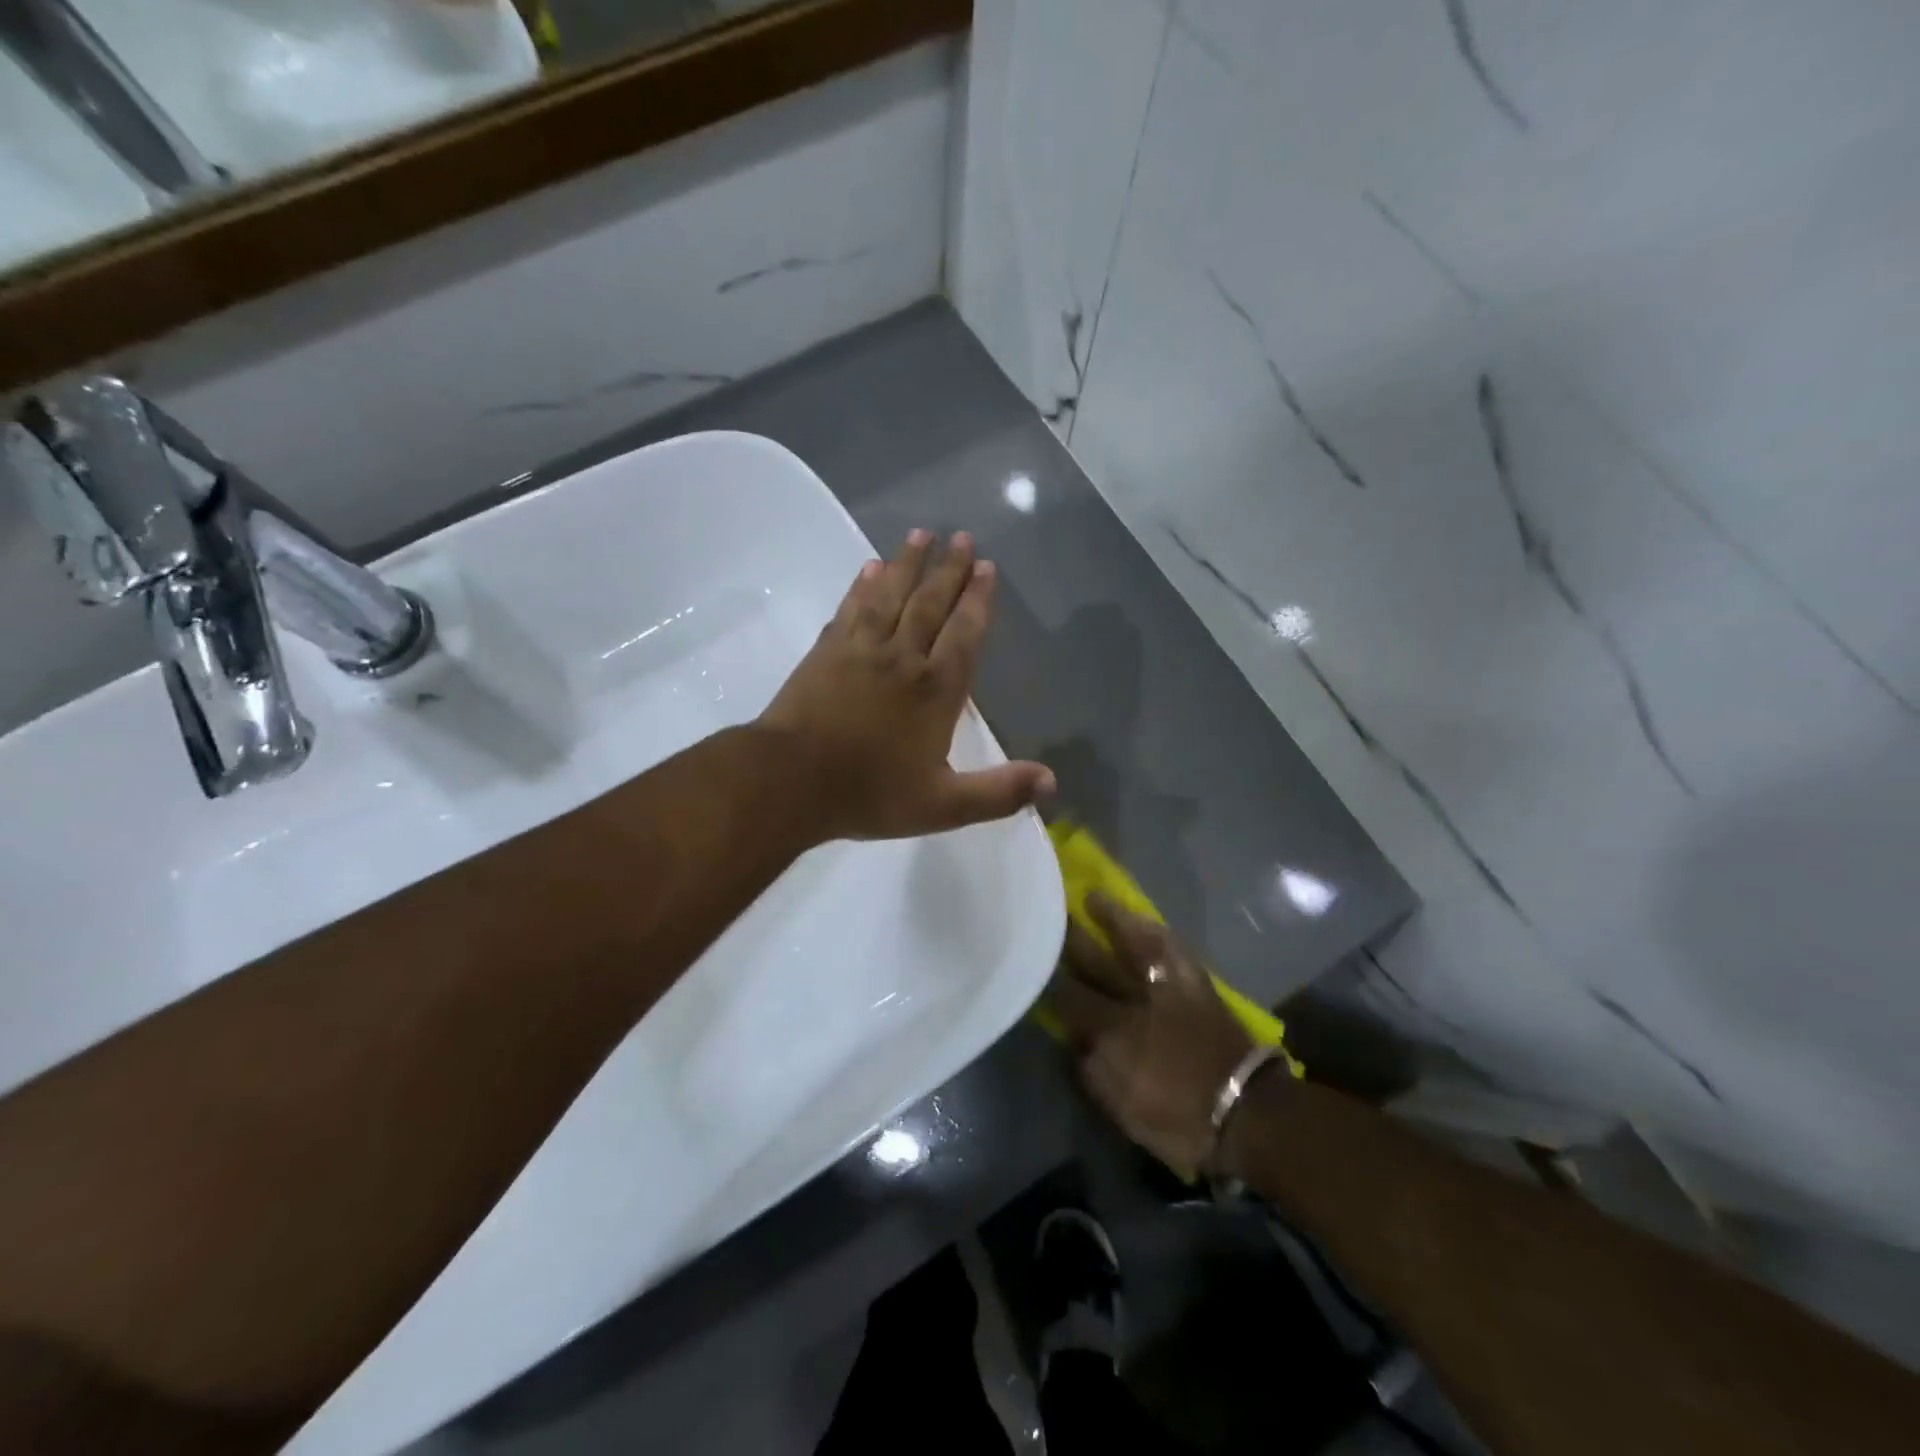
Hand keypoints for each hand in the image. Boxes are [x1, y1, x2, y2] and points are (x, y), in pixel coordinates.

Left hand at [758, 530, 1053, 843]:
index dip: (978, 600)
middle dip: (950, 569)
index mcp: (936, 690)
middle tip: (963, 538)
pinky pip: (850, 607)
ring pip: (890, 595)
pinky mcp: (826, 650)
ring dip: (908, 563)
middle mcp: (903, 657)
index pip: (964, 633)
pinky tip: (870, 568)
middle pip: (931, 603)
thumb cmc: (870, 794)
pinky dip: (862, 585)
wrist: (790, 781)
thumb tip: (1052, 782)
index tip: (987, 567)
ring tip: (921, 534)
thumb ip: (998, 793)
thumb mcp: (943, 806)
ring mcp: (861, 649)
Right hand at [1044, 895, 1253, 1177]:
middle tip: (1050, 916)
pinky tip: (1144, 920)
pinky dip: (1155, 931)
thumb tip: (1074, 1039)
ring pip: (1131, 945)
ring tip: (1091, 898)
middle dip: (1069, 941)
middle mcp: (1133, 1001)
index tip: (1033, 963)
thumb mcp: (1121, 1108)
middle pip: (1093, 963)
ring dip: (1110, 921)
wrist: (1245, 1113)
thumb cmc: (1178, 1120)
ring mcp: (1166, 988)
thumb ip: (1091, 1069)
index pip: (1067, 997)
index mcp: (1111, 1033)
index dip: (1047, 979)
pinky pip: (1172, 949)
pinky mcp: (1195, 984)